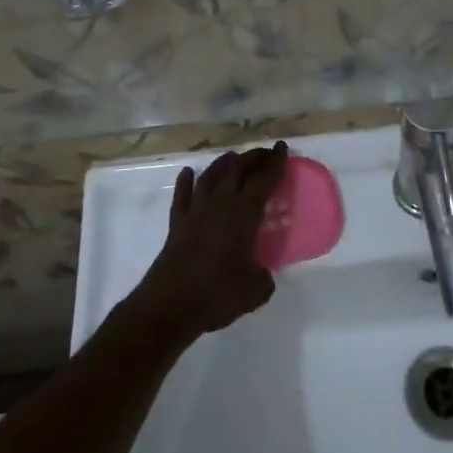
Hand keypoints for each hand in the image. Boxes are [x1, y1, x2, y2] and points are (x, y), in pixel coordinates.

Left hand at [128, 144, 285, 344]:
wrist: (169, 305)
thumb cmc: (217, 294)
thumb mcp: (254, 291)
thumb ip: (264, 277)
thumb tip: (262, 272)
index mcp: (244, 214)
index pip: (264, 179)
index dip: (276, 162)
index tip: (282, 147)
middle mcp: (220, 203)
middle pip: (238, 170)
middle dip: (254, 157)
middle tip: (266, 153)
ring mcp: (195, 210)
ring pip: (211, 175)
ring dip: (224, 163)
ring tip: (233, 156)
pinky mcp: (177, 223)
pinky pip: (182, 194)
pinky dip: (186, 181)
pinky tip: (188, 173)